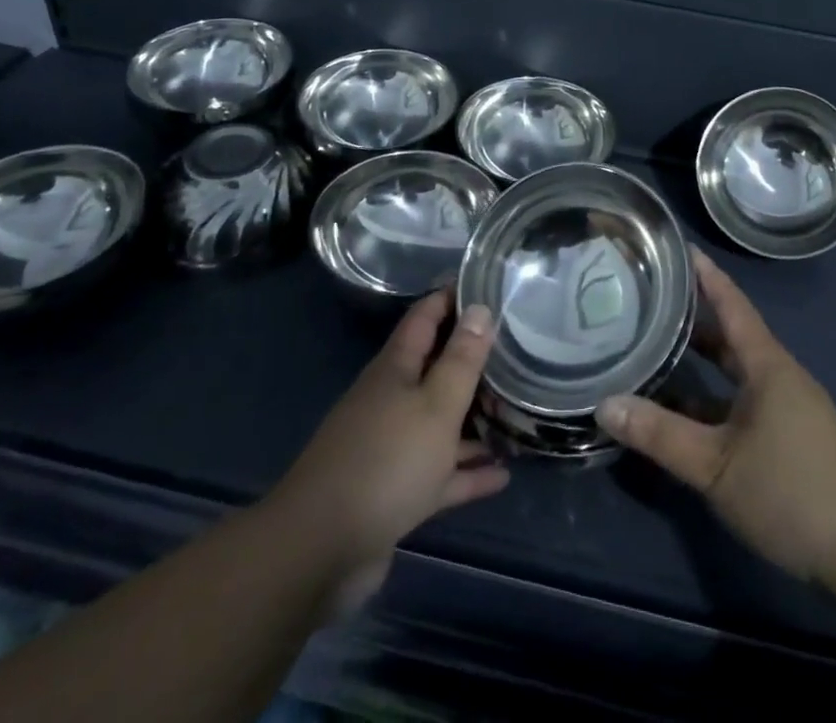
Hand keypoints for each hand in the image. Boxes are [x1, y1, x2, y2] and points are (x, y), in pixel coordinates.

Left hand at [272, 289, 507, 611]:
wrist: (319, 551)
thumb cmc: (386, 462)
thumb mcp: (435, 405)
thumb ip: (461, 359)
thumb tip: (480, 307)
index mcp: (395, 370)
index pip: (425, 317)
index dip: (452, 297)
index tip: (487, 284)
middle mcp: (391, 400)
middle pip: (434, 369)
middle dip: (471, 360)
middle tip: (516, 351)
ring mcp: (390, 448)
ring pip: (439, 423)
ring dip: (473, 420)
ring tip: (515, 413)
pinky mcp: (393, 493)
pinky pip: (439, 473)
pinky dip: (466, 472)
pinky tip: (501, 475)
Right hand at [596, 248, 835, 595]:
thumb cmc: (791, 492)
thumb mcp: (716, 466)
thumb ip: (660, 435)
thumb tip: (604, 404)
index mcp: (767, 365)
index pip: (732, 304)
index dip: (706, 275)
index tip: (678, 247)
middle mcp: (778, 375)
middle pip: (730, 335)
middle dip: (693, 317)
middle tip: (650, 299)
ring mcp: (787, 406)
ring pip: (735, 371)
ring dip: (700, 360)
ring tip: (656, 348)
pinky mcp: (790, 435)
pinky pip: (742, 399)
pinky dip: (712, 395)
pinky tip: (684, 411)